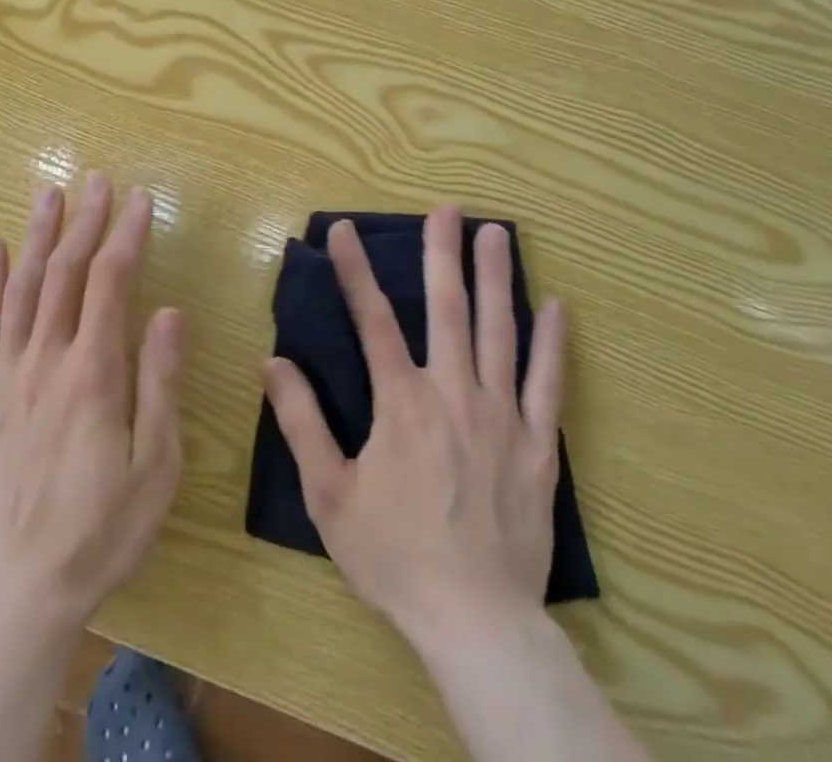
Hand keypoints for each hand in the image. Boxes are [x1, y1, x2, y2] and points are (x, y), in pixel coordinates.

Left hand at [0, 174, 185, 637]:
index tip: (140, 200)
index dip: (127, 235)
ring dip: (37, 236)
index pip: (111, 283)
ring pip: (21, 289)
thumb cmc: (100, 532)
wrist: (16, 594)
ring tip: (49, 193)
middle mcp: (45, 360)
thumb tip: (169, 311)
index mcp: (94, 373)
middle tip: (96, 180)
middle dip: (84, 221)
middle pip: (65, 273)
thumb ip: (160, 383)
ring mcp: (5, 376)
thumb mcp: (155, 467)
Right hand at [263, 205, 566, 655]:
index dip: (355, 271)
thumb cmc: (395, 556)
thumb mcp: (330, 494)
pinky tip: (557, 307)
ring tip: (497, 234)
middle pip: (447, 308)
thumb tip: (274, 362)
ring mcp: (502, 415)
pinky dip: (553, 343)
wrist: (475, 621)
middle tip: (448, 209)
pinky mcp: (539, 445)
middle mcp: (453, 392)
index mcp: (401, 402)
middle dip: (442, 253)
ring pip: (500, 331)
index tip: (344, 230)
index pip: (373, 319)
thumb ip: (302, 422)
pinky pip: (550, 384)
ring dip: (496, 278)